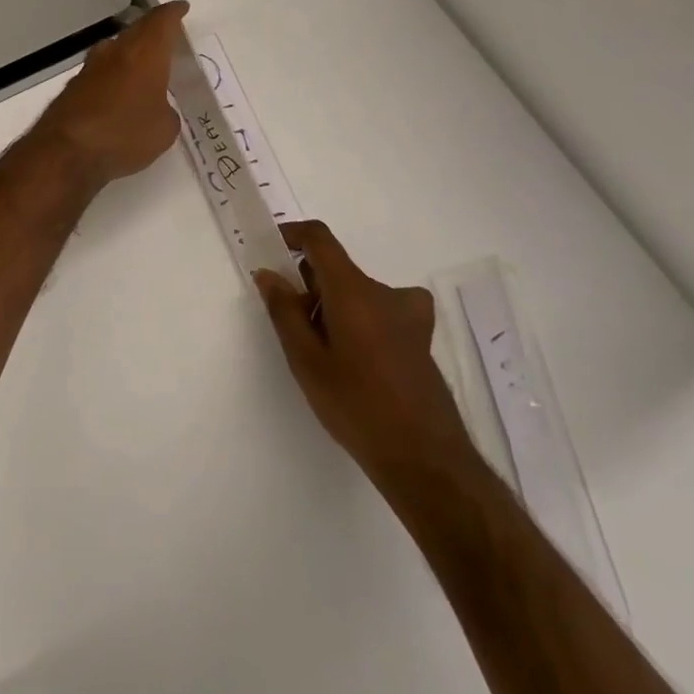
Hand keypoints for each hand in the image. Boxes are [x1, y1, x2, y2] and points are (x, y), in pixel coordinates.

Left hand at [36, 1, 189, 188]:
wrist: (66, 151)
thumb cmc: (125, 133)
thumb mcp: (164, 129)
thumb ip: (166, 112)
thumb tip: (157, 109)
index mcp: (145, 52)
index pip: (161, 20)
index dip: (173, 13)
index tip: (181, 8)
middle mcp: (116, 51)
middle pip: (137, 30)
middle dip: (153, 31)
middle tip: (167, 38)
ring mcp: (90, 67)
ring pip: (116, 49)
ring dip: (130, 52)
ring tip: (144, 64)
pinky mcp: (73, 86)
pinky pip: (101, 72)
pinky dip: (114, 75)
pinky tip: (119, 91)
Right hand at [255, 221, 476, 498]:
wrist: (425, 458)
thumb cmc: (356, 405)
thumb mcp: (306, 361)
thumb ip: (284, 311)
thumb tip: (268, 274)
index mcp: (353, 290)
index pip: (320, 239)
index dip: (293, 235)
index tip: (273, 250)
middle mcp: (384, 292)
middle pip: (338, 269)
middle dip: (309, 285)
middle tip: (292, 324)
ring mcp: (409, 315)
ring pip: (358, 293)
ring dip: (334, 306)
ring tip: (323, 353)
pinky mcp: (420, 337)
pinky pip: (380, 311)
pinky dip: (360, 320)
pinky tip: (357, 361)